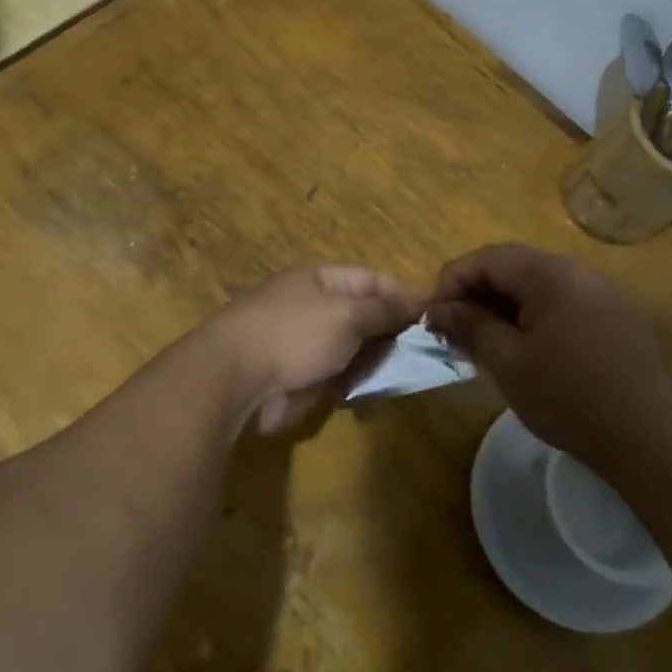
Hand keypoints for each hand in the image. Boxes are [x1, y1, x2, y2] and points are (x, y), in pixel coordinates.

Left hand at [214, 263, 422, 433]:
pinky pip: (339, 376)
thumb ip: (383, 309)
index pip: (374, 279)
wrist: (238, 376)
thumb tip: (414, 301)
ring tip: (401, 375)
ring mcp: (308, 342)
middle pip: (366, 316)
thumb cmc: (295, 332)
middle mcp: (316, 305)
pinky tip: (373, 393)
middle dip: (393, 333)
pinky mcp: (302, 375)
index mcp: (323, 278)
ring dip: (376, 362)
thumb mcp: (348, 313)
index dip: (404, 295)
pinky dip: (356, 384)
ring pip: (355, 349)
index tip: (434, 317)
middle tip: (424, 353)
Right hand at [425, 243, 671, 462]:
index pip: (487, 258)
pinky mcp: (614, 314)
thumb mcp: (507, 362)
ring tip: (482, 339)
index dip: (452, 282)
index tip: (432, 317)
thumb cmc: (567, 397)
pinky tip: (522, 346)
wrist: (647, 437)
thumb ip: (470, 325)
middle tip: (452, 328)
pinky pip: (561, 299)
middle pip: (512, 265)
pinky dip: (531, 313)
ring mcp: (601, 291)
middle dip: (476, 291)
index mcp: (550, 274)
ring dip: (502, 303)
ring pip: (536, 283)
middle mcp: (578, 270)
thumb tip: (439, 308)